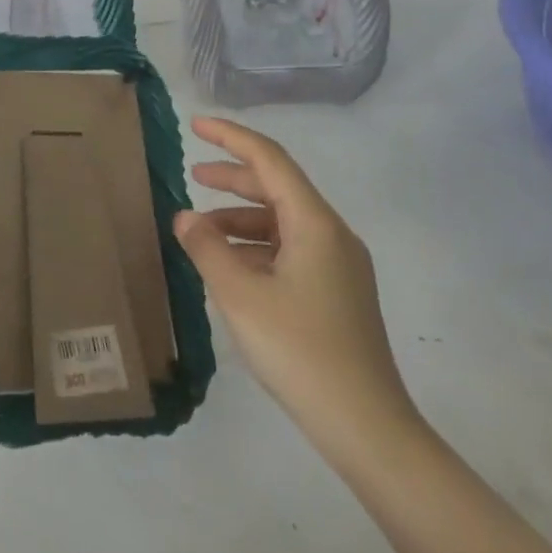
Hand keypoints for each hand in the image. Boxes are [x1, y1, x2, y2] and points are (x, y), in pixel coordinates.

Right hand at [175, 116, 420, 459]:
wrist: (366, 427)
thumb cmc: (300, 350)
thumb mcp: (240, 295)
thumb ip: (207, 248)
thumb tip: (185, 217)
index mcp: (314, 224)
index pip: (270, 160)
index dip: (230, 137)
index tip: (196, 125)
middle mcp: (332, 235)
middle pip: (277, 187)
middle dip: (233, 178)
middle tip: (193, 176)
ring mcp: (339, 265)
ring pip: (282, 221)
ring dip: (240, 218)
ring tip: (201, 233)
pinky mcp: (337, 293)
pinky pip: (290, 250)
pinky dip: (256, 246)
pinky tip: (230, 267)